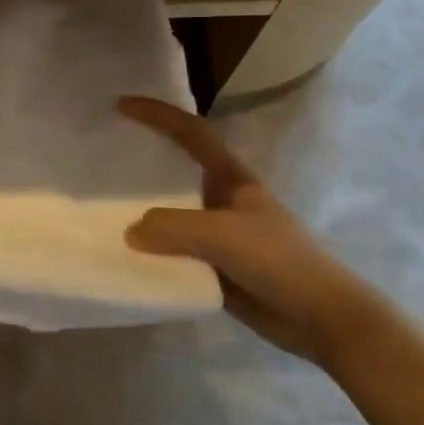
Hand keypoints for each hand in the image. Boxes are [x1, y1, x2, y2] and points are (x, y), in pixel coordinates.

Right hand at [118, 96, 372, 364]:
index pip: (191, 133)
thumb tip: (131, 233)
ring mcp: (217, 235)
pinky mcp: (214, 267)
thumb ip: (172, 228)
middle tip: (102, 158)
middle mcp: (220, 199)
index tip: (122, 106)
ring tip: (101, 209)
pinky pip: (173, 252)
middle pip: (176, 171)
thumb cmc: (278, 261)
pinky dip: (150, 253)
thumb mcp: (223, 235)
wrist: (321, 319)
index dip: (158, 115)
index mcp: (231, 178)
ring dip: (141, 213)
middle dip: (143, 160)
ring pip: (170, 215)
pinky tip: (125, 256)